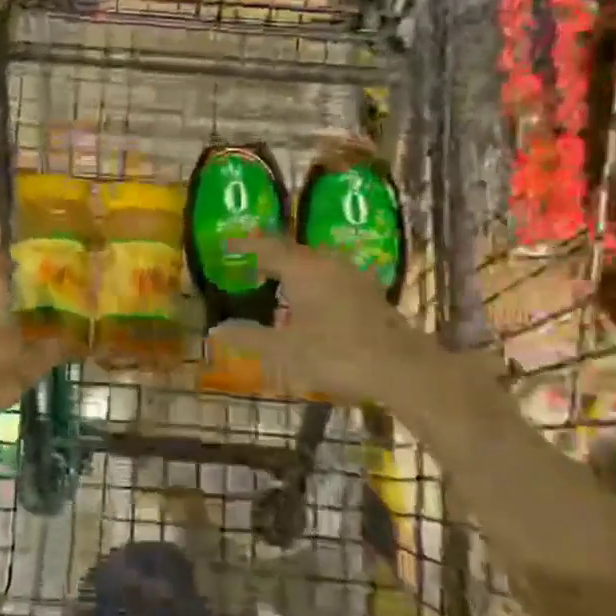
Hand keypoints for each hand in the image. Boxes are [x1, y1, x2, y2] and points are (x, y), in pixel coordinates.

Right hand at [216, 236, 419, 403]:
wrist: (401, 368)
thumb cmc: (336, 354)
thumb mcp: (284, 350)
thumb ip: (249, 338)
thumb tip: (215, 330)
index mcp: (303, 269)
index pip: (266, 248)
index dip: (244, 246)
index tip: (225, 247)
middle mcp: (327, 263)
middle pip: (293, 251)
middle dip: (270, 257)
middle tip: (250, 264)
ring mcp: (353, 276)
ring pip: (316, 263)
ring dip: (295, 269)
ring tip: (278, 282)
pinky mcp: (370, 293)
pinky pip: (333, 277)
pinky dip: (315, 283)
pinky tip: (314, 302)